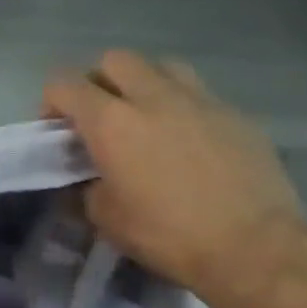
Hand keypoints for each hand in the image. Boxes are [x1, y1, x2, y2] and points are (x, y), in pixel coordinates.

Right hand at [42, 51, 306, 297]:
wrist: (255, 247)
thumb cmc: (165, 233)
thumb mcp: (103, 214)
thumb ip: (87, 181)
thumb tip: (91, 174)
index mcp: (111, 122)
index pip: (64, 84)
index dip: (51, 103)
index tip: (56, 132)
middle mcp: (153, 98)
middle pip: (115, 60)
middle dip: (98, 82)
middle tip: (98, 118)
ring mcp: (201, 102)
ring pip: (162, 67)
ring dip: (143, 85)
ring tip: (144, 119)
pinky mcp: (237, 115)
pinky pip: (198, 94)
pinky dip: (181, 108)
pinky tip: (184, 142)